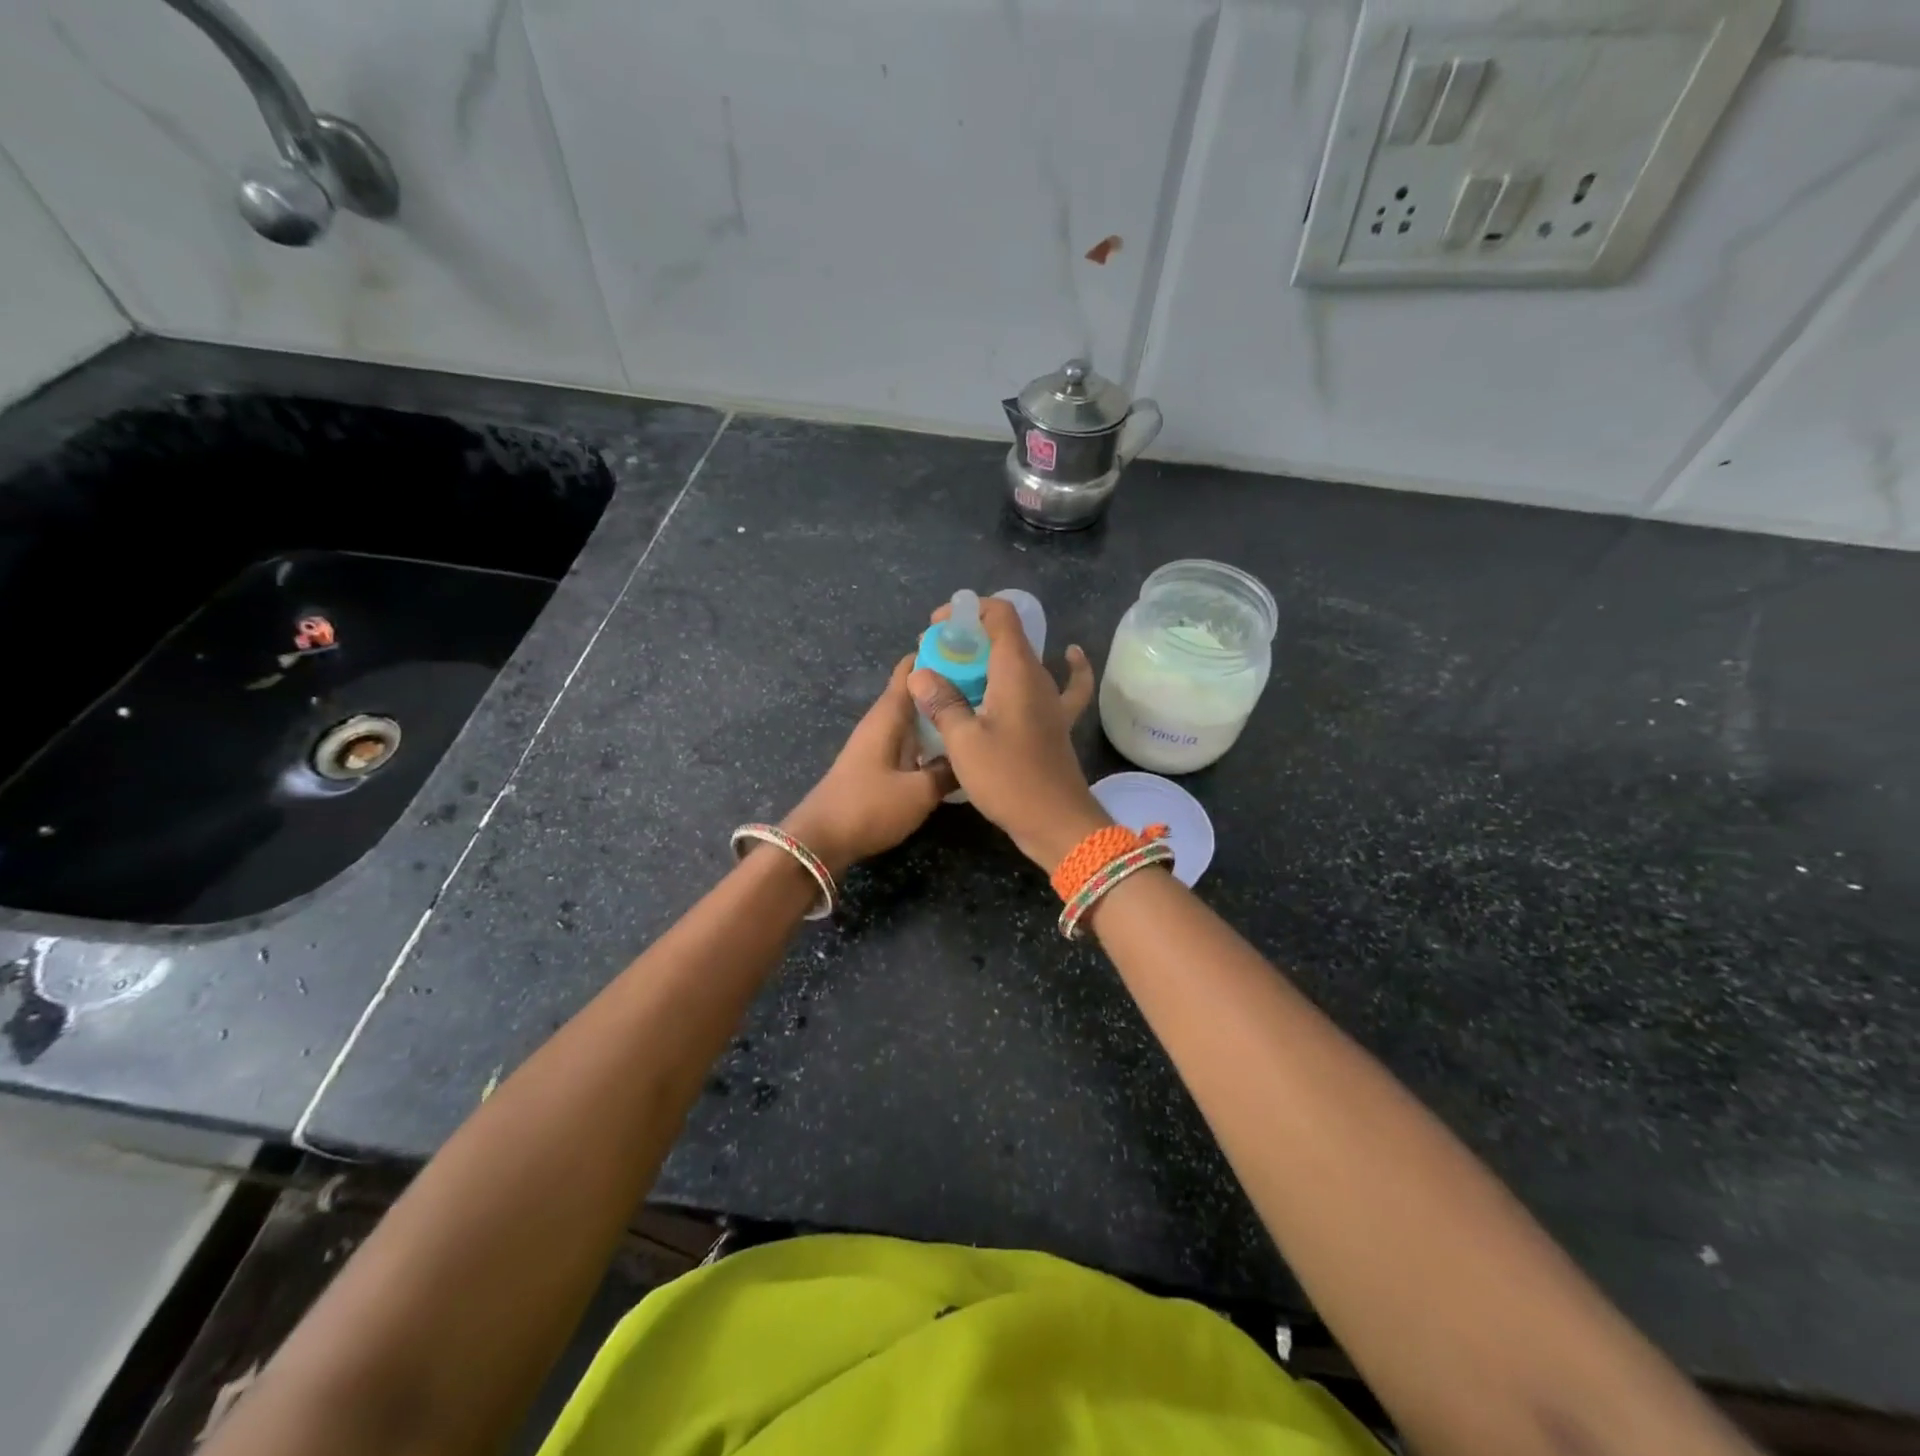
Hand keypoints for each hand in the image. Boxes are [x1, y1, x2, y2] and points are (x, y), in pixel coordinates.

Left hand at [782, 656, 957, 875]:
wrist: (820, 841)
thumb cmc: (869, 807)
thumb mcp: (920, 792)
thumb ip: (949, 771)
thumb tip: (971, 755)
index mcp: (889, 714)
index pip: (912, 668)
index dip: (939, 653)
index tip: (974, 648)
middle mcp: (882, 721)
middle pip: (917, 691)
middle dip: (948, 685)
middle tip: (991, 685)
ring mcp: (878, 743)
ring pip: (915, 718)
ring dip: (940, 714)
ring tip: (979, 714)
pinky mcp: (877, 765)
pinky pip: (911, 740)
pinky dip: (931, 738)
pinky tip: (954, 749)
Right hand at [908, 596, 1108, 869]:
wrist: (1056, 822)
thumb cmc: (1008, 779)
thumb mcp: (964, 742)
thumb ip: (942, 702)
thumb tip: (921, 675)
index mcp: (1016, 671)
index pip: (999, 614)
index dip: (967, 611)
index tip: (938, 628)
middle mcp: (1038, 677)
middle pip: (1007, 636)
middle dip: (969, 638)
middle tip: (938, 657)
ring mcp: (1051, 700)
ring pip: (1022, 662)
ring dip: (992, 659)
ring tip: (961, 670)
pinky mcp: (1056, 722)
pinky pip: (1065, 685)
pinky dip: (1066, 668)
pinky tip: (1066, 657)